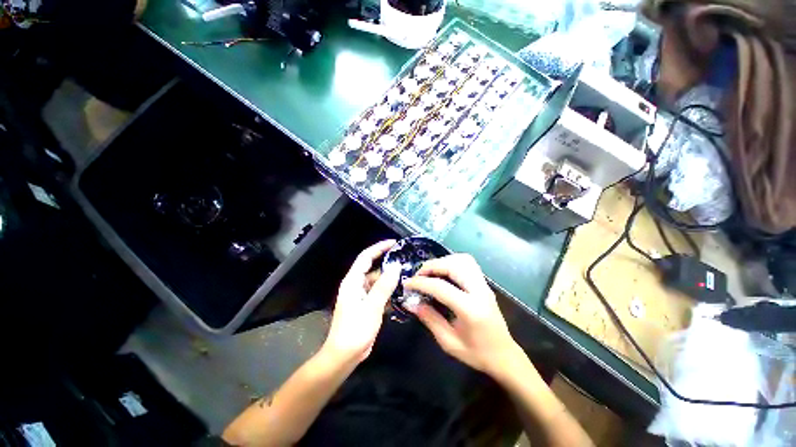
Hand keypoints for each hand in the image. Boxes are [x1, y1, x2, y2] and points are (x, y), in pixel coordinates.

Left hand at [323, 240, 399, 363]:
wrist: (344, 356)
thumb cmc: (355, 330)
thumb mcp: (371, 306)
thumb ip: (384, 286)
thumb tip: (396, 266)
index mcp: (353, 281)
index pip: (366, 257)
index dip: (379, 248)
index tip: (394, 243)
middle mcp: (356, 285)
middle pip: (372, 268)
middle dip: (387, 262)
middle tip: (405, 259)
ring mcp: (361, 295)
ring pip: (377, 281)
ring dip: (390, 278)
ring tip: (407, 274)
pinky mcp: (366, 305)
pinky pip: (379, 292)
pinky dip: (388, 290)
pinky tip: (401, 291)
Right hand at [403, 254, 520, 376]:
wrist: (504, 355)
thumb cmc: (476, 353)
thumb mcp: (449, 342)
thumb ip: (429, 319)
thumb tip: (411, 303)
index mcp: (470, 309)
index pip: (441, 287)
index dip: (420, 283)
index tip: (407, 284)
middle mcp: (479, 291)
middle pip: (453, 265)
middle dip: (432, 266)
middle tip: (418, 275)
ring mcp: (484, 285)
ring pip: (462, 259)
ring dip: (443, 261)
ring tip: (430, 272)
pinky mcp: (484, 283)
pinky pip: (467, 263)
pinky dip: (452, 262)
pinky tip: (444, 272)